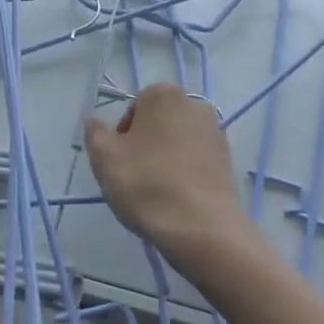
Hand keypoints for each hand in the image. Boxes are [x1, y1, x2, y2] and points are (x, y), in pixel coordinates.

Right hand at [84, 83, 247, 264]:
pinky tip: (177, 197)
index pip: (134, 109)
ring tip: (157, 191)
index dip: (123, 136)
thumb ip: (95, 133)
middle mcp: (195, 105)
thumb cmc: (146, 184)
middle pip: (159, 123)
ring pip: (178, 142)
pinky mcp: (228, 160)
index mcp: (164, 95)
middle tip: (135, 176)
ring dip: (166, 158)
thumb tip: (95, 122)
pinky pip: (197, 160)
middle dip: (146, 144)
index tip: (120, 162)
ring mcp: (216, 132)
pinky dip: (186, 173)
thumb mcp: (104, 157)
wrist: (200, 227)